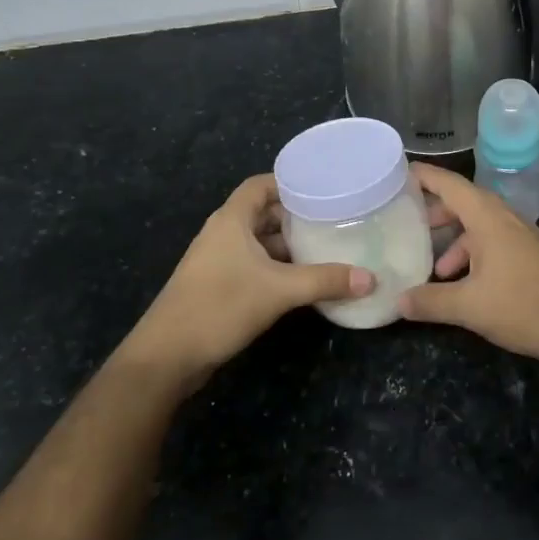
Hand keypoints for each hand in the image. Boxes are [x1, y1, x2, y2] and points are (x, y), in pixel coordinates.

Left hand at [125, 174, 371, 381]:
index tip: (323, 188)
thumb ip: (325, 281)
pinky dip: (278, 268)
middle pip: (263, 213)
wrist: (167, 357)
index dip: (289, 182)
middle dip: (296, 216)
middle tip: (335, 219)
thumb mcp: (279, 291)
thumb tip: (371, 278)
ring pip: (260, 242)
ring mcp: (219, 261)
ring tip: (327, 248)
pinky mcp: (219, 286)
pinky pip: (255, 265)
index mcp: (231, 220)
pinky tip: (304, 281)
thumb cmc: (220, 307)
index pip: (260, 185)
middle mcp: (223, 234)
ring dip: (289, 245)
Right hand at [399, 164, 538, 364]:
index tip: (395, 173)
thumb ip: (430, 301)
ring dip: (454, 240)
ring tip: (433, 267)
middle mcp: (504, 218)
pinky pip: (492, 242)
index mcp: (488, 217)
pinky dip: (472, 254)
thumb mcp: (469, 306)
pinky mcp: (529, 254)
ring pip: (478, 226)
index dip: (423, 176)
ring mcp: (520, 236)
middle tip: (406, 223)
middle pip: (463, 202)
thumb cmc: (524, 305)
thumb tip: (398, 302)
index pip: (449, 184)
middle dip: (434, 212)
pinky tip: (462, 283)